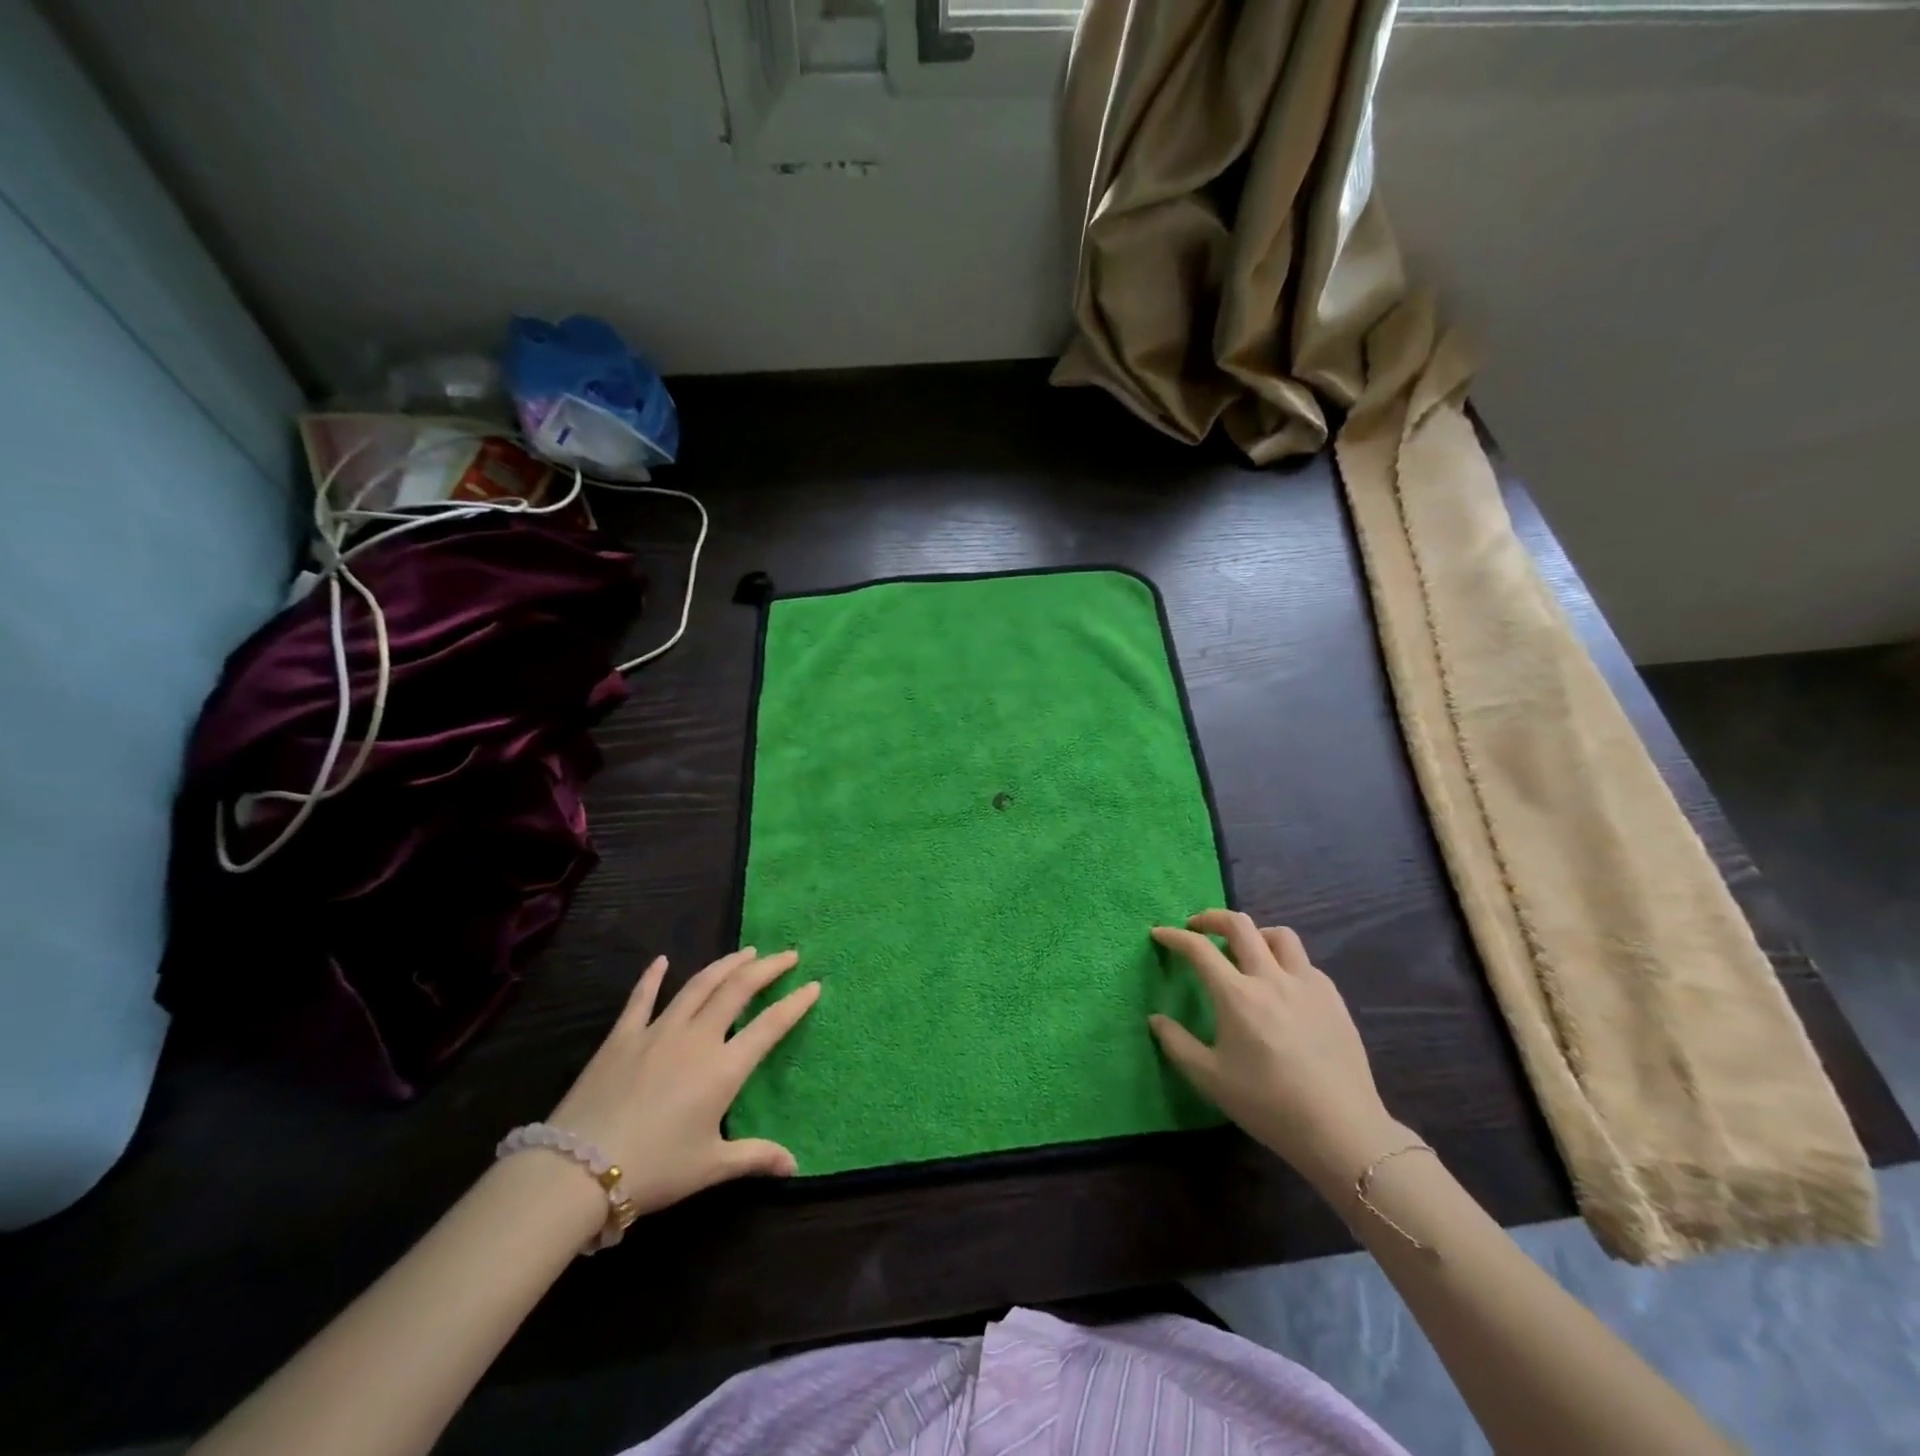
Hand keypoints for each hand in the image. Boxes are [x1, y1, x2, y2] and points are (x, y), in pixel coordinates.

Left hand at [547, 947, 819, 1215]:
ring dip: (725, 964)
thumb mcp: (709, 1167)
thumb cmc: (654, 1169)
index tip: (814, 985)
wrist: (579, 1168)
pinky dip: (653, 977)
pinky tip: (662, 960)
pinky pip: (642, 998)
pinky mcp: (623, 1035)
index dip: (795, 1003)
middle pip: (738, 990)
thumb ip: (754, 1158)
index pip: (770, 1025)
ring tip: (745, 952)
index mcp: (724, 1068)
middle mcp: (697, 1038)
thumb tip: (795, 1165)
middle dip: (766, 968)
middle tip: (786, 955)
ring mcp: (659, 1031)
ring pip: (699, 985)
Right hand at [1150, 911, 1406, 1192]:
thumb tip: (1155, 1019)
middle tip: (1197, 927)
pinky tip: (1281, 987)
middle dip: (1212, 918)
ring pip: (1279, 935)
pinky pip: (1304, 963)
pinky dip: (1284, 962)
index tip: (1159, 933)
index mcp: (1237, 995)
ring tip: (1245, 950)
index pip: (1199, 949)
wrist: (1340, 1129)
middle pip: (1240, 925)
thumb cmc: (1268, 1104)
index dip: (1174, 936)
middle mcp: (1271, 978)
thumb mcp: (1210, 1079)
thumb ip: (1177, 1044)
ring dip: (1254, 934)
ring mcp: (1307, 984)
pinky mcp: (1333, 998)